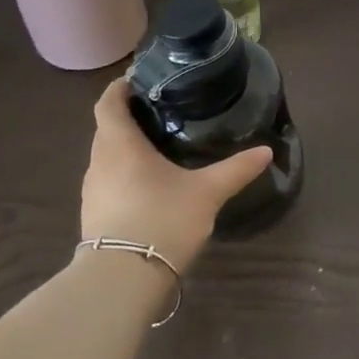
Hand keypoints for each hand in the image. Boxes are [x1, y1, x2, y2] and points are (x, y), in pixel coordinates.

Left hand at [77, 79, 272, 268]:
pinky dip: (125, 173)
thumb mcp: (207, 192)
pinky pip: (109, 181)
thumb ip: (235, 169)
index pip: (108, 102)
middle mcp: (99, 162)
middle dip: (128, 117)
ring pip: (107, 157)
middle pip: (107, 128)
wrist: (122, 280)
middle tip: (161, 112)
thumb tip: (266, 150)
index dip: (120, 87)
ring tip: (159, 146)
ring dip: (126, 147)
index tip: (140, 79)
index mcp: (120, 144)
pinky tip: (150, 185)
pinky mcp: (94, 216)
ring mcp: (93, 192)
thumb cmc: (162, 219)